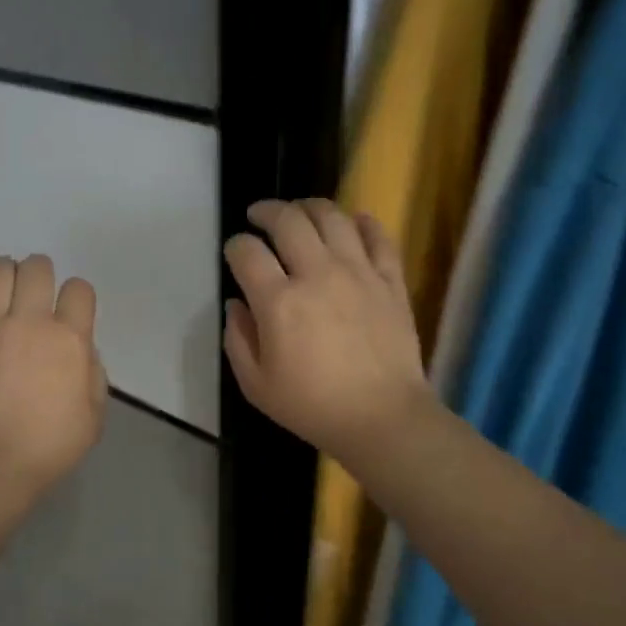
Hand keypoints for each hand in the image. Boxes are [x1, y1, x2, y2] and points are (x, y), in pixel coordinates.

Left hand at [0, 253, 107, 505]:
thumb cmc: (50, 445)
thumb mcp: (94, 415)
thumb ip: (93, 374)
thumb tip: (81, 351)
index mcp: (68, 339)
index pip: (79, 289)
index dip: (78, 296)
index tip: (73, 312)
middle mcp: (28, 322)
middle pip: (36, 267)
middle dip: (41, 273)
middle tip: (37, 293)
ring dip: (4, 274)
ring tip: (4, 292)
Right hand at [223, 199, 433, 464]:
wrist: (381, 417)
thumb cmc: (311, 406)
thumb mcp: (255, 385)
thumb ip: (238, 339)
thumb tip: (237, 304)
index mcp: (279, 302)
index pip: (247, 253)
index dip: (235, 246)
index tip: (235, 252)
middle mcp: (317, 275)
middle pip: (288, 221)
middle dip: (267, 211)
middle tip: (259, 216)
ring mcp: (358, 273)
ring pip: (332, 217)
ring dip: (309, 207)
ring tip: (300, 212)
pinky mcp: (390, 280)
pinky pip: (378, 236)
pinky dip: (362, 222)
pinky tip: (352, 222)